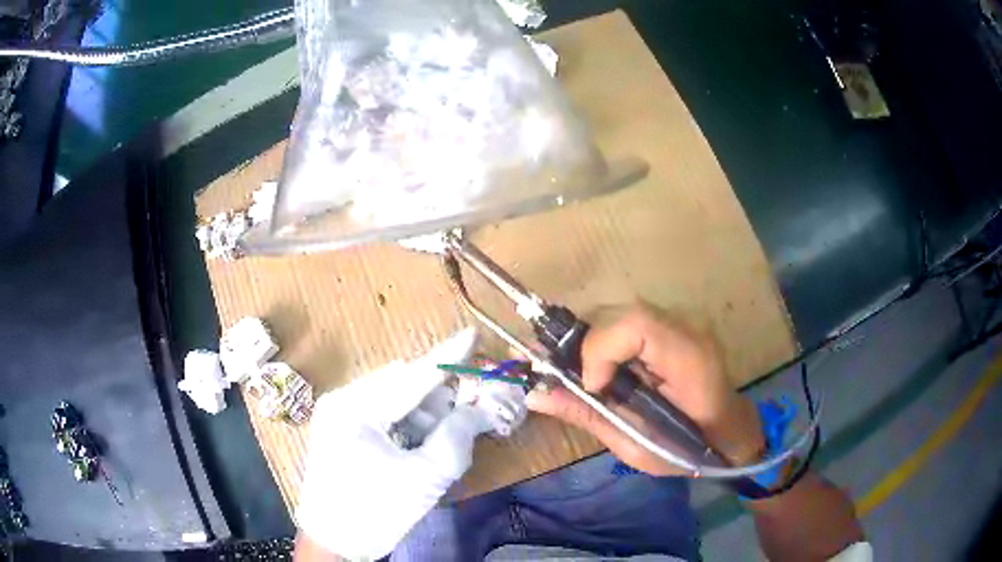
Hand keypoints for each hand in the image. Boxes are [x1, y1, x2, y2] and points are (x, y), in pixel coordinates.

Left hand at [296, 329, 491, 560]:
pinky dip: (407, 421)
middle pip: (401, 384)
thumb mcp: (424, 478)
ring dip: (424, 410)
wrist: (334, 540)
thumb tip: (477, 410)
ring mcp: (338, 413)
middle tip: (471, 402)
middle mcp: (342, 400)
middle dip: (439, 392)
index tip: (472, 335)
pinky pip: (382, 413)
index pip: (410, 377)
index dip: (446, 357)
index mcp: (354, 409)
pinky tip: (422, 439)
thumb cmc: (376, 512)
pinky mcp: (340, 428)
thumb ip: (455, 439)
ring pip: (392, 398)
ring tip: (448, 429)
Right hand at [526, 304, 765, 475]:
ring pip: (620, 312)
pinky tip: (602, 367)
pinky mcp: (671, 326)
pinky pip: (628, 321)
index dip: (601, 349)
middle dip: (585, 343)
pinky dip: (604, 341)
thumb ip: (588, 415)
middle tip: (569, 378)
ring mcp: (681, 323)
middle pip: (621, 312)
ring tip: (582, 375)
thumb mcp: (636, 445)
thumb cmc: (688, 450)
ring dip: (592, 341)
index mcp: (688, 361)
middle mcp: (686, 330)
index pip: (637, 325)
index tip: (594, 387)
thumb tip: (535, 395)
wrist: (727, 432)